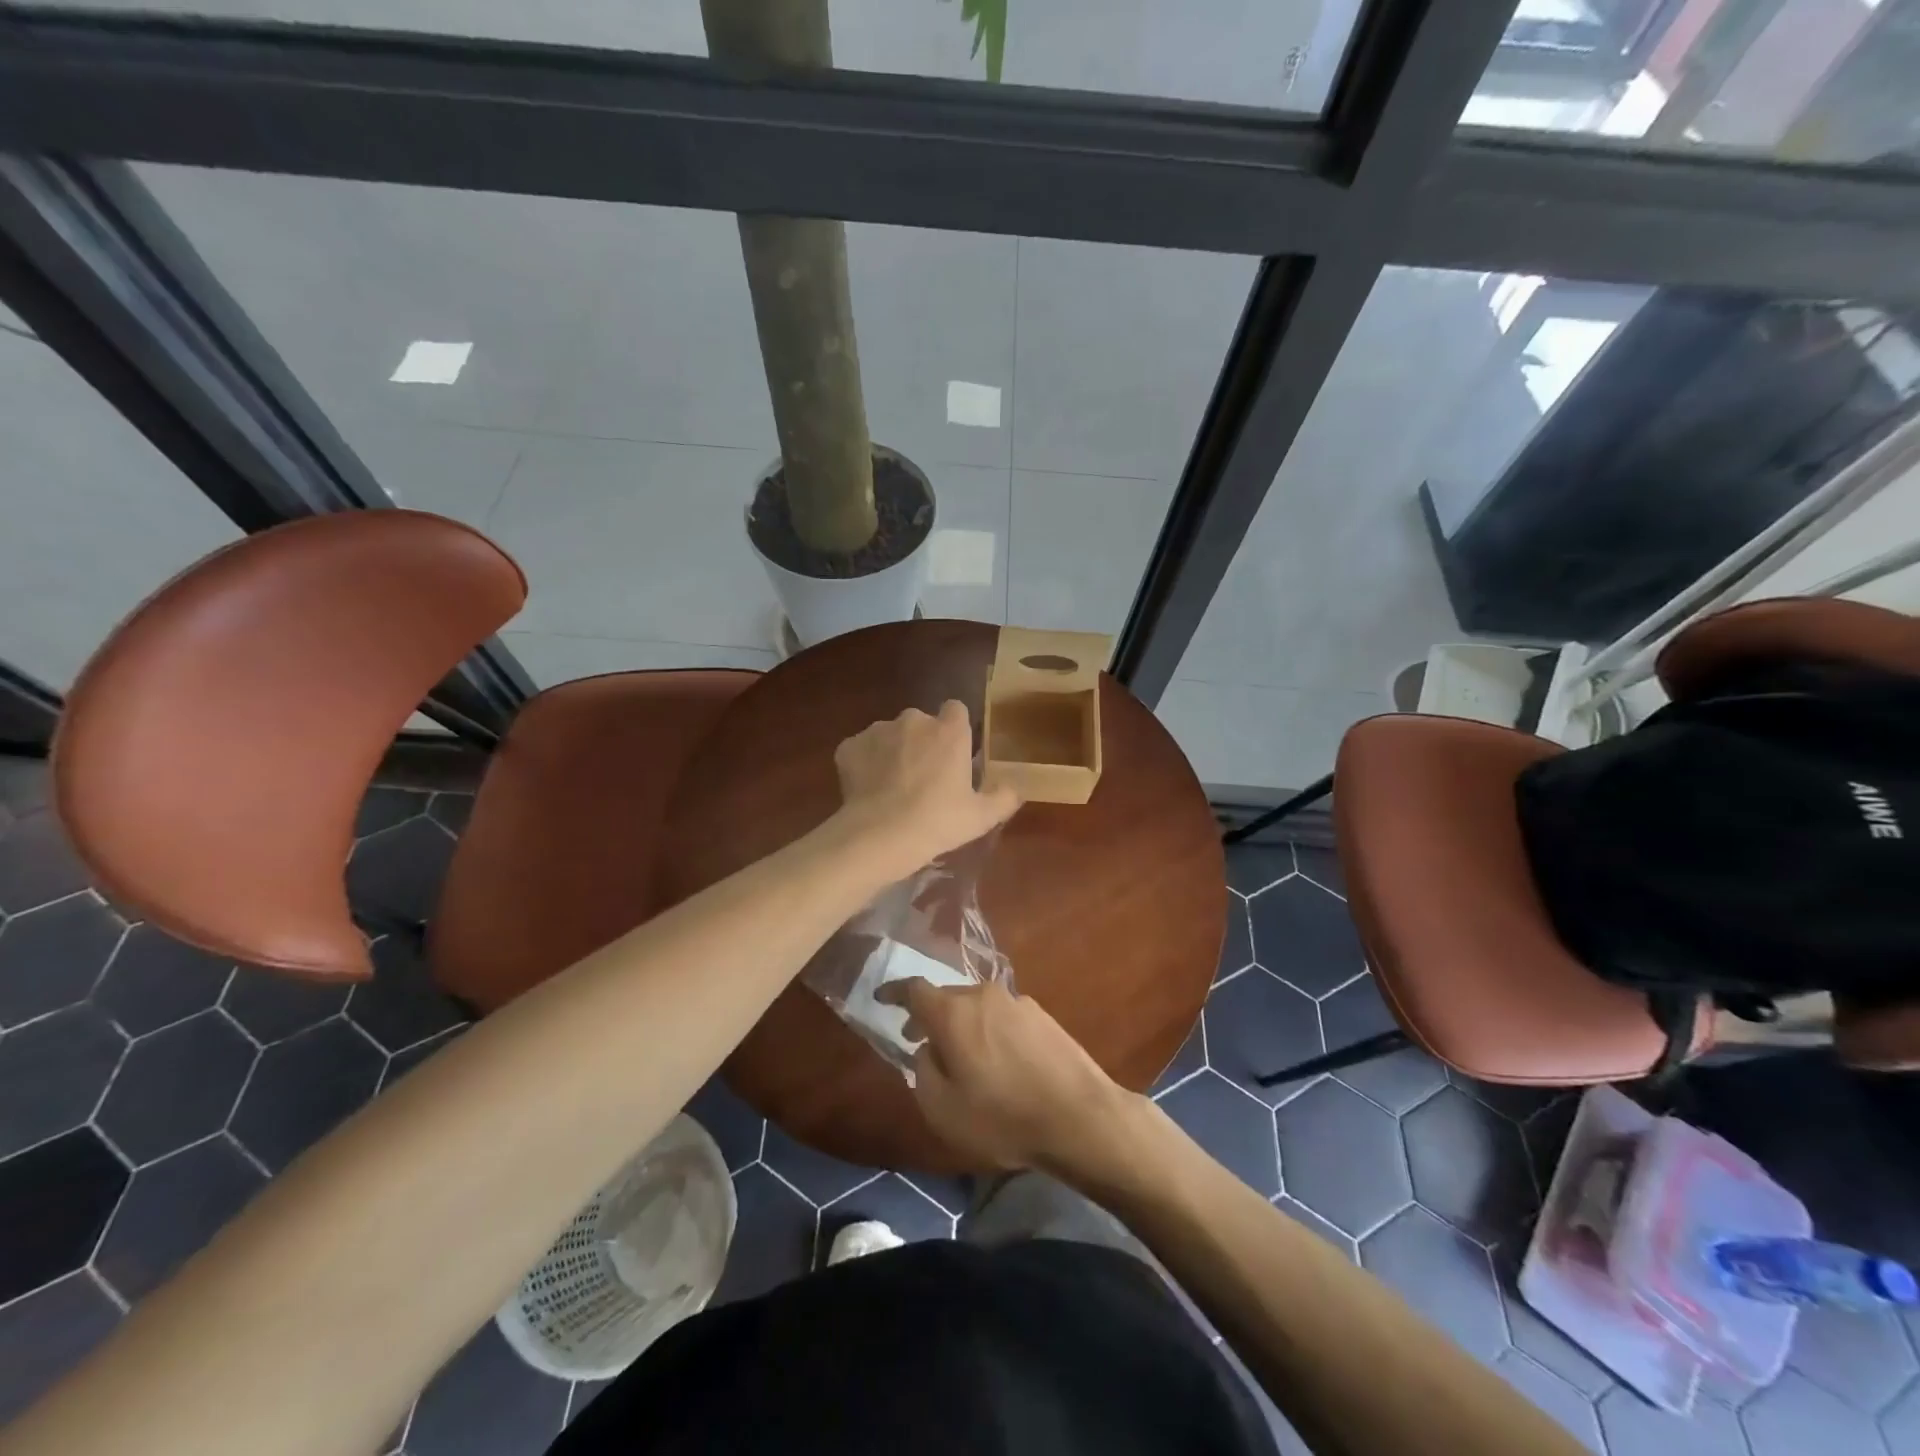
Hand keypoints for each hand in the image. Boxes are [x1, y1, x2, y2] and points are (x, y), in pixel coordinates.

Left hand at [833, 701, 1020, 875]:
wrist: (879, 836)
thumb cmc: (938, 822)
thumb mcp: (980, 817)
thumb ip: (1003, 797)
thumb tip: (1015, 788)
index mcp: (949, 731)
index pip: (956, 709)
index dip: (955, 728)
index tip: (953, 752)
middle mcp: (913, 720)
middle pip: (921, 723)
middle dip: (922, 742)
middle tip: (924, 778)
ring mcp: (877, 730)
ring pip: (889, 735)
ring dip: (893, 752)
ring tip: (892, 787)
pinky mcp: (849, 746)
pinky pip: (861, 750)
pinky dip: (864, 764)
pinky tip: (868, 791)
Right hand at [891, 978, 1141, 1176]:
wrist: (1080, 1117)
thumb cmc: (1003, 1117)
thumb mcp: (943, 1109)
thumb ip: (923, 1072)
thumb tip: (927, 1050)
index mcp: (953, 1012)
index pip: (914, 989)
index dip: (894, 992)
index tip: (881, 998)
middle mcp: (983, 995)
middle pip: (947, 997)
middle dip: (930, 1017)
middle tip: (921, 1042)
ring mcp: (1016, 1002)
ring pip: (976, 1007)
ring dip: (963, 1026)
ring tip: (963, 1058)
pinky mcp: (1042, 1016)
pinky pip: (1002, 1017)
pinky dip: (990, 1032)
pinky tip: (1000, 1063)